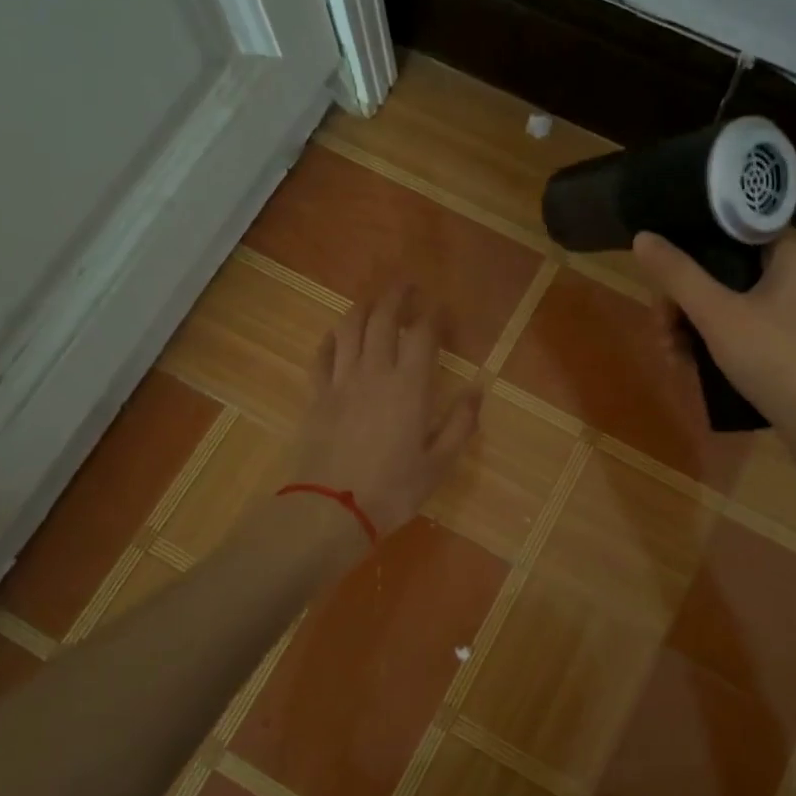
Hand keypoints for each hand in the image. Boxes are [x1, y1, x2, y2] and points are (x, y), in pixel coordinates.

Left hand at [290, 283, 481, 537]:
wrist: (330, 509)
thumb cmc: (393, 490)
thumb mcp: (439, 463)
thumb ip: (461, 423)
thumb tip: (478, 388)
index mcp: (409, 385)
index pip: (423, 334)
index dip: (434, 315)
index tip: (442, 309)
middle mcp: (374, 371)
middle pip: (382, 318)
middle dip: (397, 297)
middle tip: (407, 287)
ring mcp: (340, 381)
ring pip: (349, 328)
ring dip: (362, 308)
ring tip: (373, 302)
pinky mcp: (316, 395)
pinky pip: (321, 356)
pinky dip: (330, 339)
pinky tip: (336, 336)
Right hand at [633, 232, 795, 487]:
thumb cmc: (775, 361)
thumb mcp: (716, 316)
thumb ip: (678, 275)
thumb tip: (643, 237)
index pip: (732, 236)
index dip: (690, 258)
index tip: (665, 291)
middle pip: (732, 274)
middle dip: (689, 305)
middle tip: (664, 336)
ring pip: (744, 304)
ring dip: (703, 327)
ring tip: (677, 358)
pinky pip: (763, 327)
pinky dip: (732, 341)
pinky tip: (707, 367)